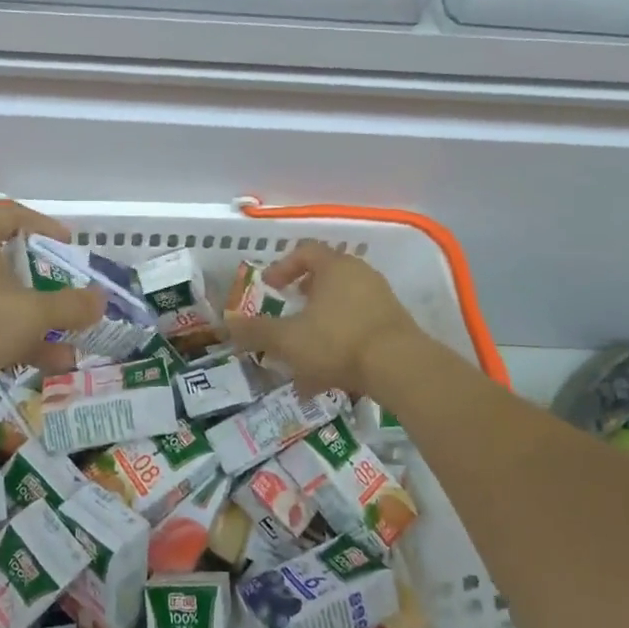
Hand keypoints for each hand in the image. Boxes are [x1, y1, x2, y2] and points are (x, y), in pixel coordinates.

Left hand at [0, 202, 104, 393]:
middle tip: (71, 297)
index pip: (13, 215)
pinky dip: (15, 340)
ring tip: (71, 344)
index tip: (69, 248)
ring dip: (36, 321)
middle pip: (10, 262)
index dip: (45, 228)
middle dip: (46, 285)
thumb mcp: (31, 312)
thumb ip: (70, 306)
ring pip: (1, 301)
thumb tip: (101, 300)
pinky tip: (47, 363)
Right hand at [226, 241, 421, 396]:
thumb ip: (256, 332)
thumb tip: (226, 326)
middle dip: (303, 297)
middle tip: (288, 312)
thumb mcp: (288, 339)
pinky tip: (329, 376)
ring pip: (343, 306)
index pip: (305, 251)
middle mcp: (361, 275)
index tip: (270, 287)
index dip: (283, 266)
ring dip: (321, 324)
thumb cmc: (338, 342)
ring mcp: (382, 300)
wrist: (402, 369)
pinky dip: (341, 342)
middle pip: (327, 277)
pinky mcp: (396, 326)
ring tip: (304, 354)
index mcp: (334, 267)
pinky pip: (359, 327)